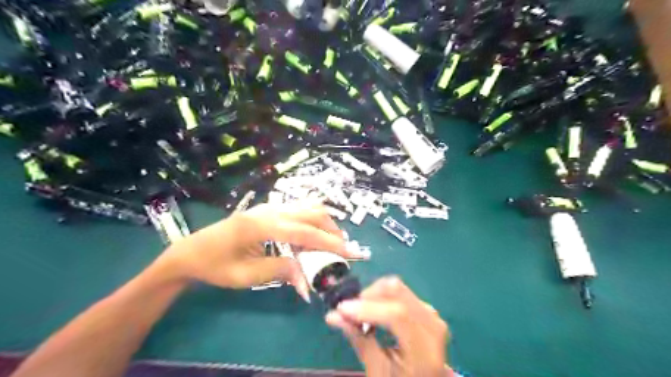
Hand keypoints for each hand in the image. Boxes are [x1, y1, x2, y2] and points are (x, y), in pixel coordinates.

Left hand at [159, 202, 365, 300]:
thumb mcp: (246, 276)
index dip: (330, 243)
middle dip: (332, 230)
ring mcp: (270, 207)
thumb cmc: (215, 265)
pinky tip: (312, 238)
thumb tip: (308, 280)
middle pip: (312, 213)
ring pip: (308, 208)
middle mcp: (270, 210)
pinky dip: (313, 223)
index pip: (306, 232)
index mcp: (262, 225)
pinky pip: (299, 211)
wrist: (191, 250)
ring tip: (330, 245)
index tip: (351, 253)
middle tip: (342, 250)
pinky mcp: (269, 210)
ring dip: (324, 224)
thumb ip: (281, 271)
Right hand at [327, 275, 450, 374]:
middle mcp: (433, 324)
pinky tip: (373, 310)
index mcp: (425, 350)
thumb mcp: (377, 370)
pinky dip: (382, 296)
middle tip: (349, 310)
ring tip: (360, 312)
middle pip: (397, 292)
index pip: (397, 316)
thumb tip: (332, 315)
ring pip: (397, 287)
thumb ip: (358, 339)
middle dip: (368, 296)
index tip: (341, 309)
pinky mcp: (426, 307)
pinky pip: (400, 291)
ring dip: (374, 294)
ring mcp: (431, 313)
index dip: (367, 308)